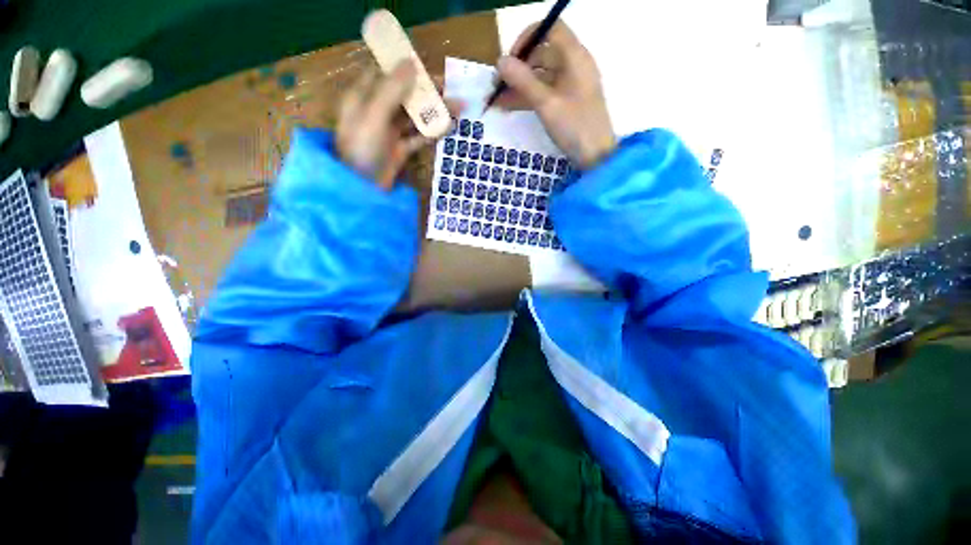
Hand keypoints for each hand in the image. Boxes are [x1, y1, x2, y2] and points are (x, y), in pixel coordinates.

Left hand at [336, 62, 459, 188]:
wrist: (362, 190)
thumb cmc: (362, 150)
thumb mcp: (374, 116)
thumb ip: (392, 90)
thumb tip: (411, 62)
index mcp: (363, 97)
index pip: (385, 73)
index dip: (405, 68)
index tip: (428, 67)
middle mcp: (377, 111)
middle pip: (404, 95)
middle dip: (427, 90)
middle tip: (451, 88)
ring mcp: (390, 132)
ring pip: (415, 116)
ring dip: (435, 111)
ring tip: (459, 107)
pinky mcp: (400, 150)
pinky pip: (419, 137)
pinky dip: (433, 132)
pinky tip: (449, 127)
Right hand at [495, 22, 615, 168]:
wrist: (595, 157)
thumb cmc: (575, 127)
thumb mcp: (547, 104)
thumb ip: (523, 81)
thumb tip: (500, 61)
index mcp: (574, 57)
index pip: (550, 28)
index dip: (528, 38)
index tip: (510, 58)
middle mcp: (573, 66)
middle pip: (541, 54)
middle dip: (518, 68)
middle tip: (497, 85)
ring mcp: (569, 86)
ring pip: (539, 77)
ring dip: (518, 87)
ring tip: (496, 100)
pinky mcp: (565, 103)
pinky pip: (543, 93)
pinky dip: (526, 98)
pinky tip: (508, 107)